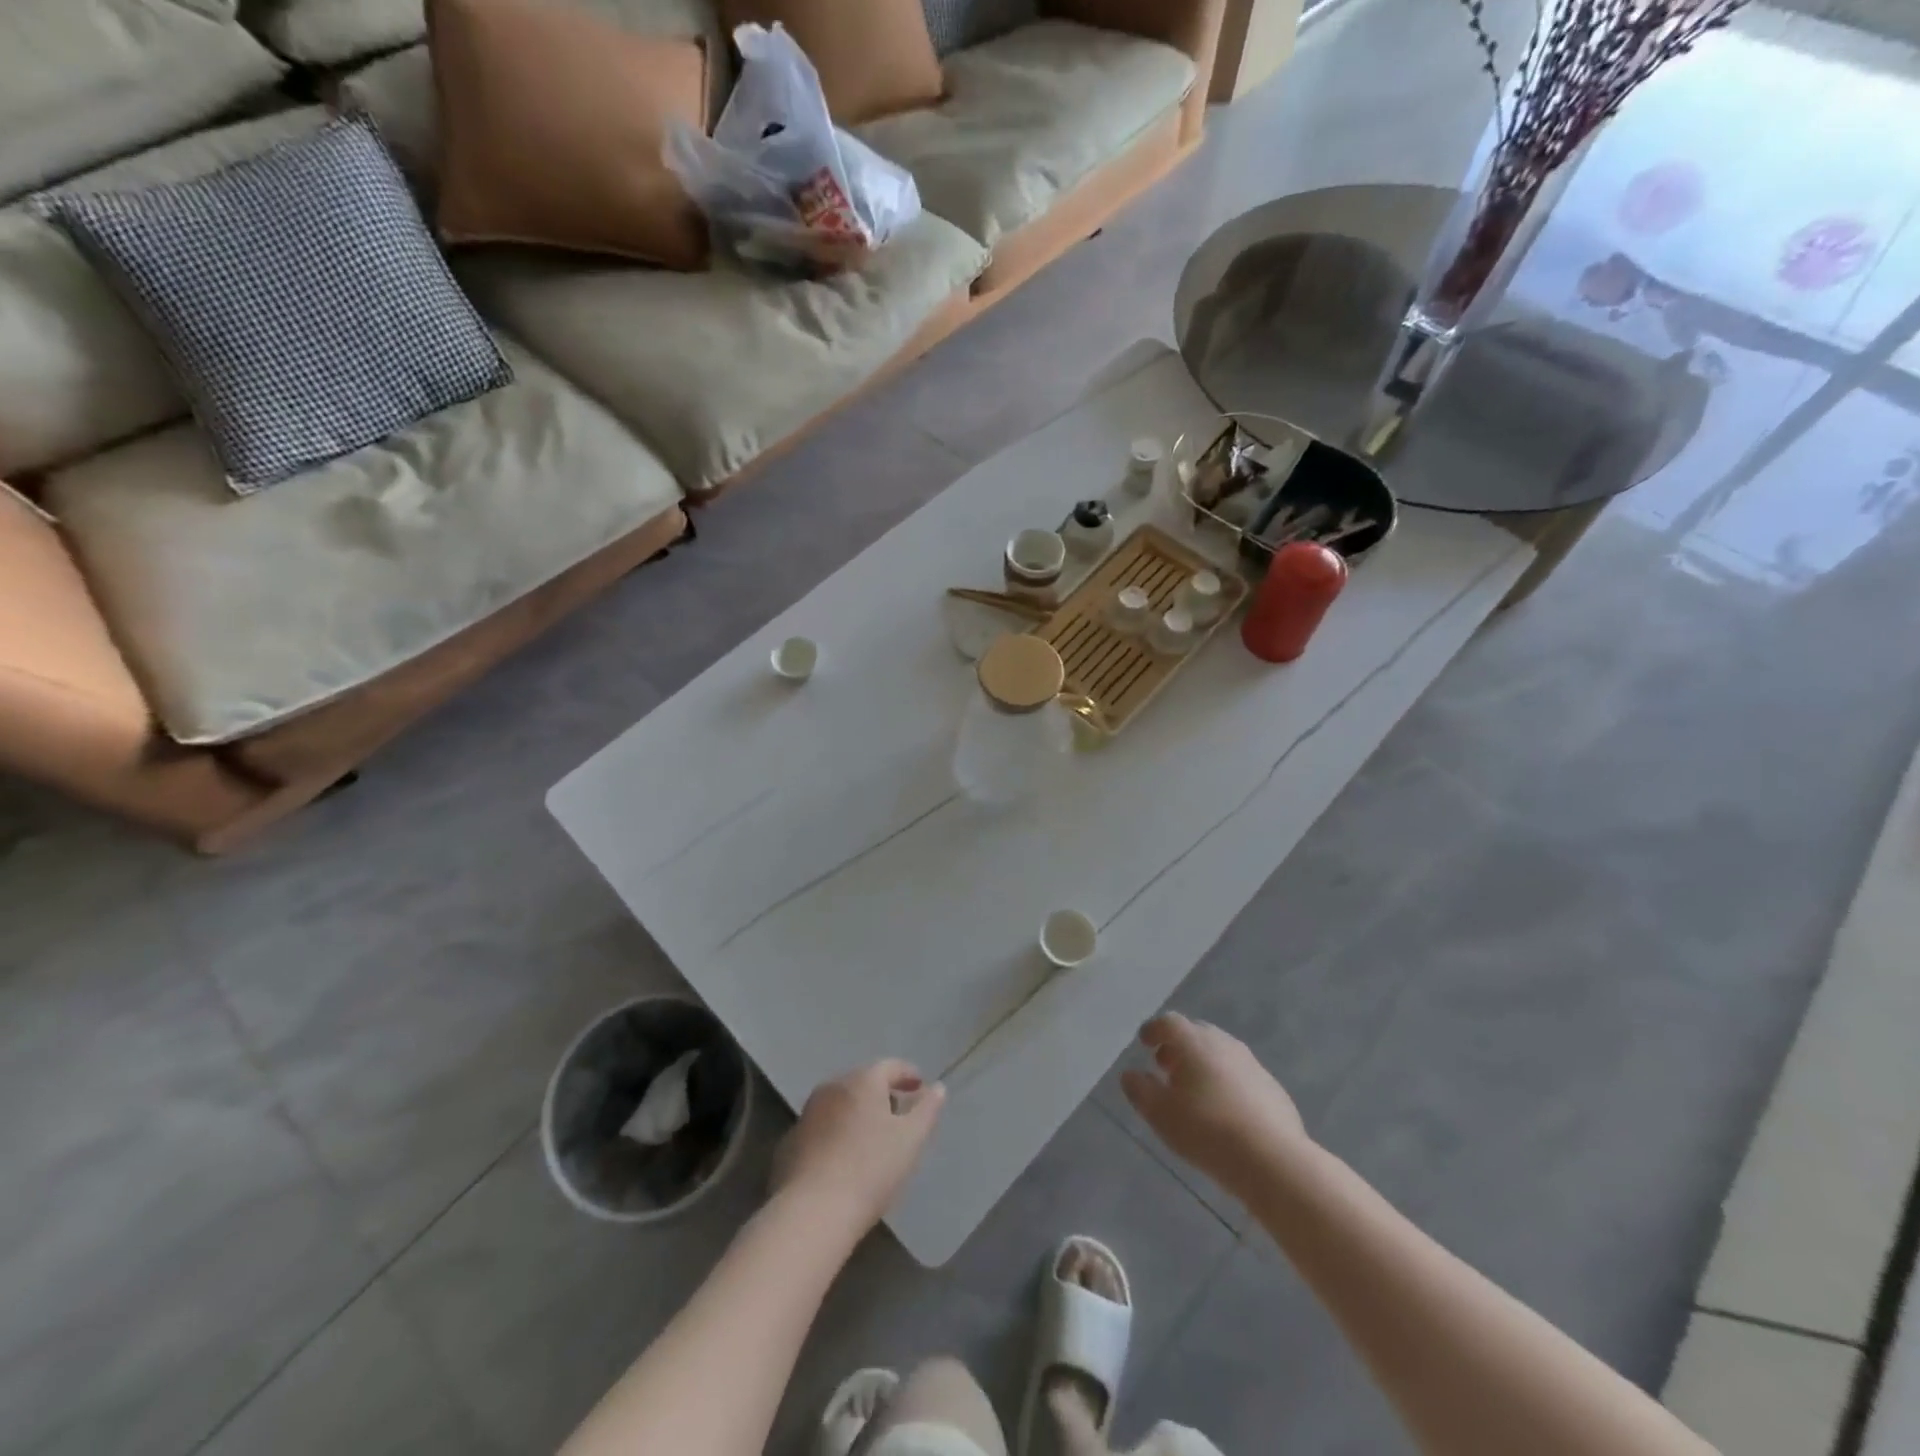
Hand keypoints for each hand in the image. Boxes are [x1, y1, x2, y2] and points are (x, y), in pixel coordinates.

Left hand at [772, 1059, 945, 1233]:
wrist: (813, 1212)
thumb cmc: (871, 1169)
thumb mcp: (911, 1140)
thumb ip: (927, 1110)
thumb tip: (938, 1088)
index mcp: (862, 1081)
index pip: (890, 1066)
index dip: (907, 1074)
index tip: (920, 1086)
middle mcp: (832, 1087)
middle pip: (862, 1082)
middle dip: (882, 1094)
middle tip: (898, 1115)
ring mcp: (807, 1114)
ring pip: (839, 1104)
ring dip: (857, 1114)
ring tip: (872, 1138)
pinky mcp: (790, 1143)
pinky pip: (821, 1129)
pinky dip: (836, 1134)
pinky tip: (843, 1160)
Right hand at [1121, 1014, 1307, 1198]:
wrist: (1273, 1160)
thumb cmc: (1206, 1130)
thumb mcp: (1160, 1114)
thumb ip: (1140, 1090)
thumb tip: (1130, 1075)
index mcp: (1194, 1042)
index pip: (1169, 1023)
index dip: (1153, 1030)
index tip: (1144, 1043)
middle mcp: (1224, 1043)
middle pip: (1196, 1034)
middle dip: (1178, 1047)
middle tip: (1166, 1068)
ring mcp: (1252, 1064)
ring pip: (1220, 1053)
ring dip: (1203, 1064)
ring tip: (1194, 1092)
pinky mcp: (1272, 1088)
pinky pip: (1241, 1075)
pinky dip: (1226, 1082)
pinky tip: (1224, 1111)